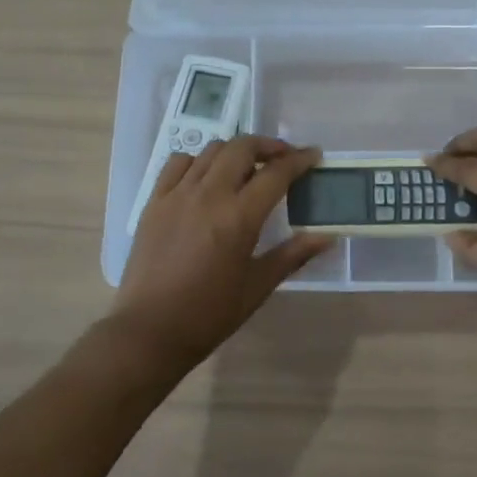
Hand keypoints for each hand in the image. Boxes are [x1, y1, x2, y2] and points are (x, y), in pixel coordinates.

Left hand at [109, 136, 330, 372]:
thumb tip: (326, 237)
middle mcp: (208, 195)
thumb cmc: (209, 314)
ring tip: (247, 166)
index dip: (299, 160)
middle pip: (242, 148)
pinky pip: (178, 163)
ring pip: (211, 150)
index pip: (276, 173)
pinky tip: (206, 177)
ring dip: (235, 151)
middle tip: (283, 158)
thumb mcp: (257, 286)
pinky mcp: (154, 201)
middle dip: (267, 146)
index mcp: (238, 217)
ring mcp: (177, 194)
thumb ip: (293, 255)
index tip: (314, 155)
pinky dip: (199, 160)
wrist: (149, 330)